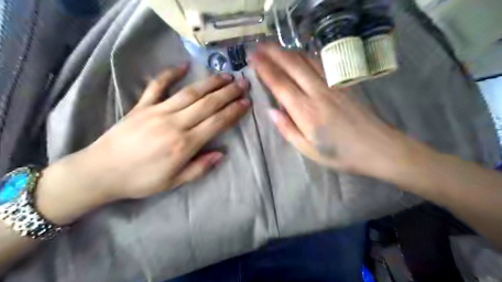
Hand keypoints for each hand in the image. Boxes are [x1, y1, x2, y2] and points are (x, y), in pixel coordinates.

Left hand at [36, 64, 250, 224]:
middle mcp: (174, 123)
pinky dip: (170, 74)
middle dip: (228, 93)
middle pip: (208, 104)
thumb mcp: (173, 182)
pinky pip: (157, 86)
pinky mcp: (142, 106)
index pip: (216, 122)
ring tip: (226, 76)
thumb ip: (199, 168)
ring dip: (210, 83)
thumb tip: (221, 154)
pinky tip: (183, 66)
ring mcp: (157, 111)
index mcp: (184, 144)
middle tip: (243, 84)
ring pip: (190, 93)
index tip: (246, 103)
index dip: (233, 111)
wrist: (101, 171)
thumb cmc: (140, 180)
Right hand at [251, 44, 415, 177]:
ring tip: (273, 46)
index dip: (264, 69)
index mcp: (305, 112)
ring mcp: (331, 85)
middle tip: (258, 46)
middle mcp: (317, 92)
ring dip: (287, 51)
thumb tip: (271, 111)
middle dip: (272, 53)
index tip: (253, 59)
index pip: (280, 84)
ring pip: (305, 60)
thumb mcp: (308, 149)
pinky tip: (299, 54)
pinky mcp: (342, 83)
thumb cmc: (339, 153)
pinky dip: (305, 55)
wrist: (377, 147)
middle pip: (291, 65)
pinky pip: (320, 63)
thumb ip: (287, 129)